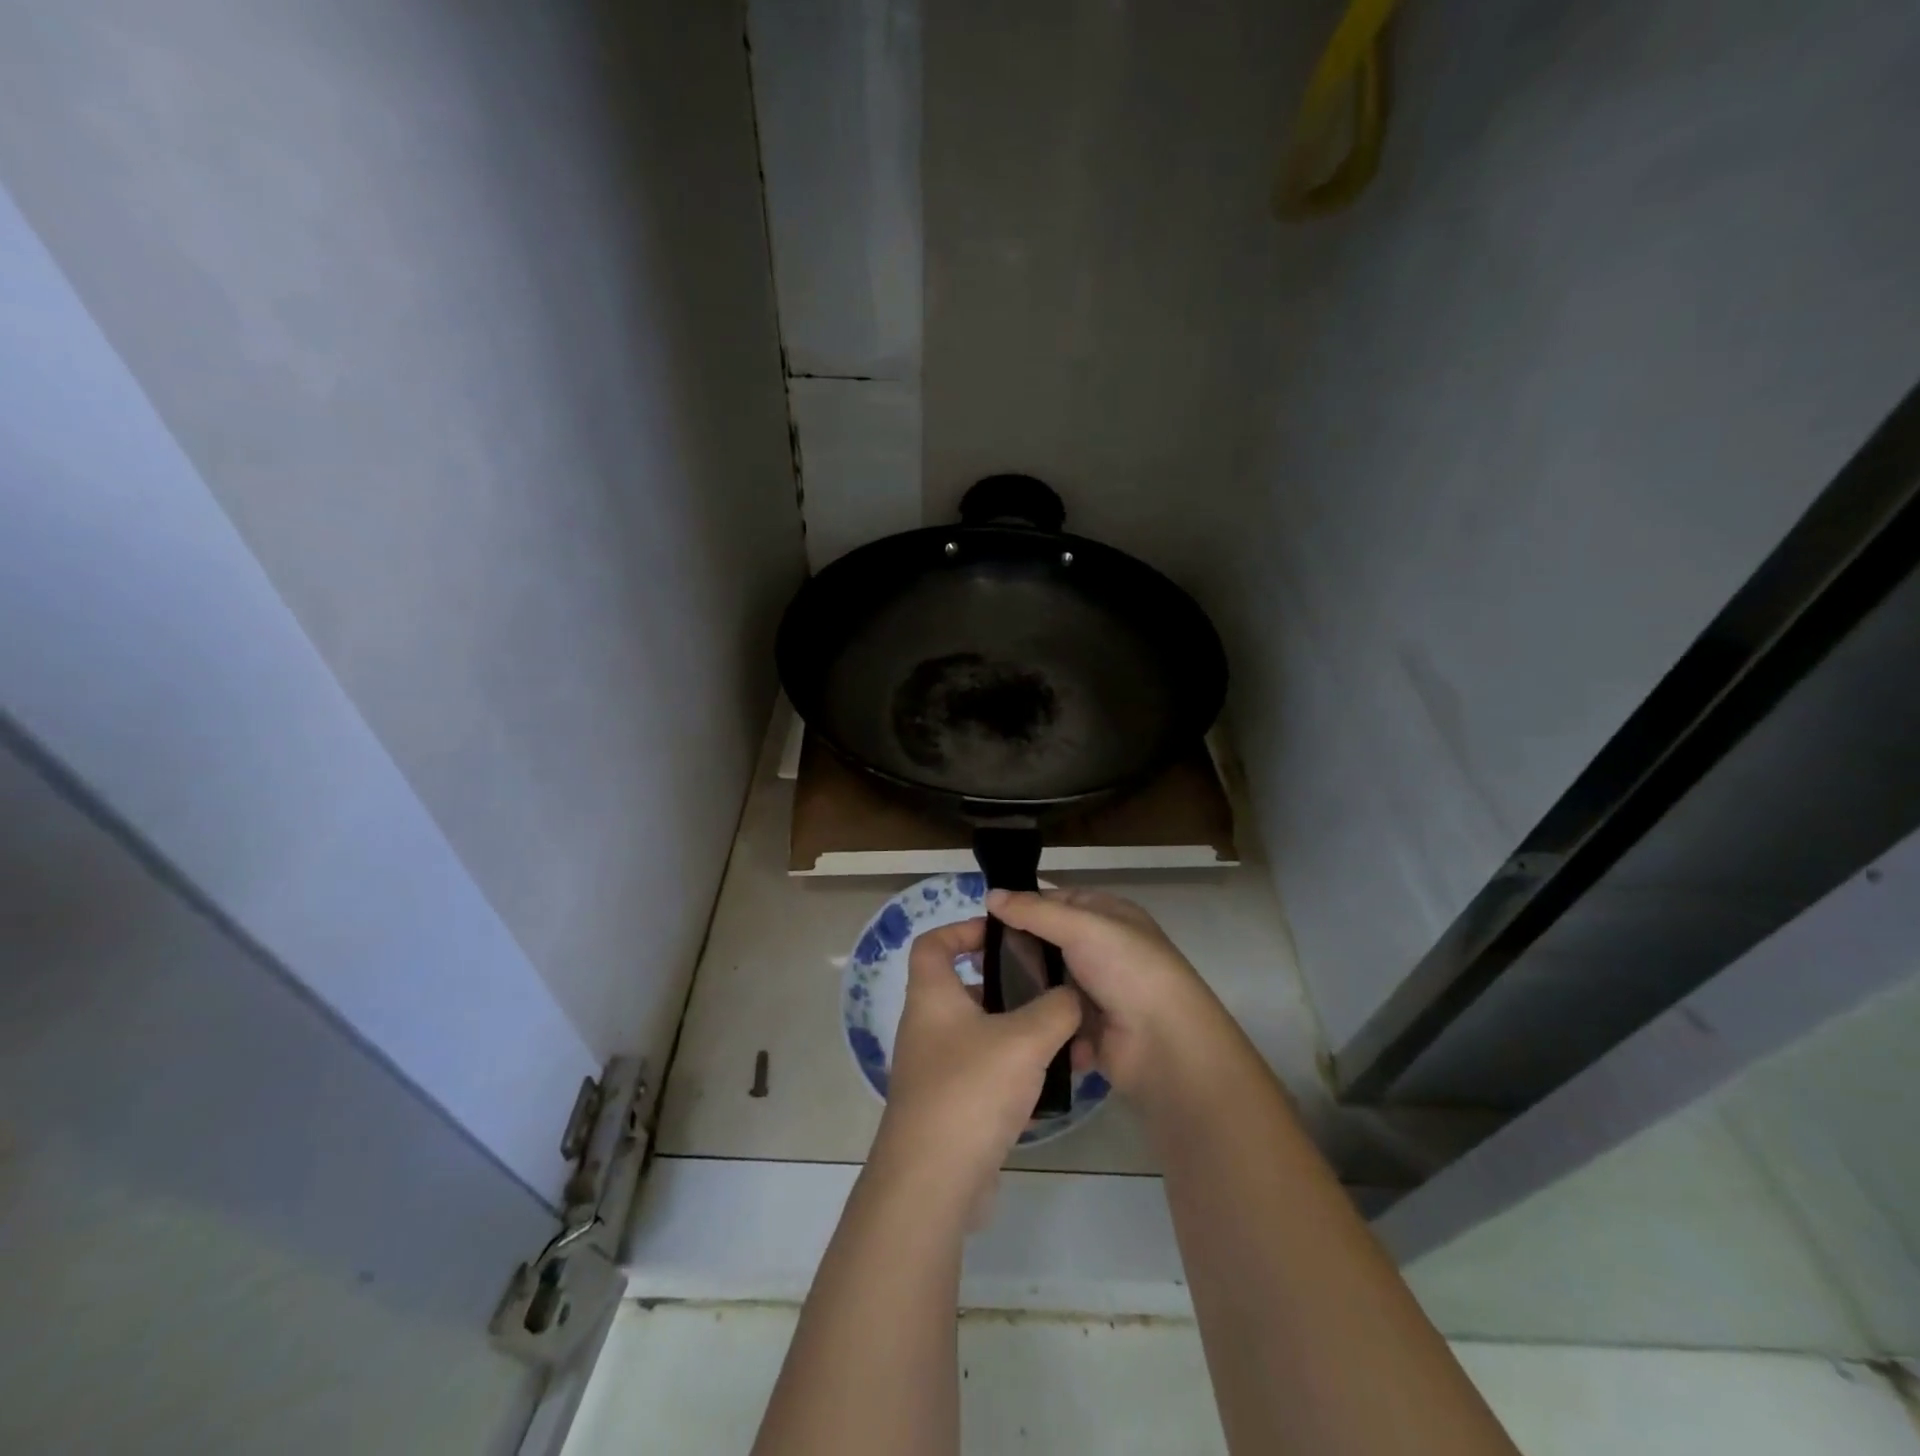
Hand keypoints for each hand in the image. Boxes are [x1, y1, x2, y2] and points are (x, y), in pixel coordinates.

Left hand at [874, 917, 1081, 1201]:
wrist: (933, 1183)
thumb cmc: (971, 1090)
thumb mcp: (1025, 1040)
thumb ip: (1057, 1009)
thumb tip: (1072, 997)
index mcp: (932, 996)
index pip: (933, 943)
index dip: (964, 929)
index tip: (1003, 934)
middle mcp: (928, 1027)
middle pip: (966, 988)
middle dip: (1010, 986)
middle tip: (1050, 989)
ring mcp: (937, 1070)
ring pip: (983, 1034)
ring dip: (1021, 1034)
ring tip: (1065, 1039)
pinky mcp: (951, 1107)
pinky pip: (987, 1075)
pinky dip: (1017, 1074)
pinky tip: (1054, 1086)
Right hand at [985, 887, 1229, 1103]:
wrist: (1165, 1044)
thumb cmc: (1127, 969)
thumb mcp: (1082, 927)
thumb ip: (1034, 912)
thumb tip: (990, 894)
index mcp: (1108, 916)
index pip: (1057, 902)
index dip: (1023, 906)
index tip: (982, 917)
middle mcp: (1102, 950)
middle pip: (1048, 943)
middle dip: (1015, 949)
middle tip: (973, 956)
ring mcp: (1096, 992)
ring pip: (1047, 983)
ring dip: (1022, 987)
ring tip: (980, 992)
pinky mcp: (1088, 1031)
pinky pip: (1054, 1018)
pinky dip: (1037, 1020)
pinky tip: (1005, 1021)